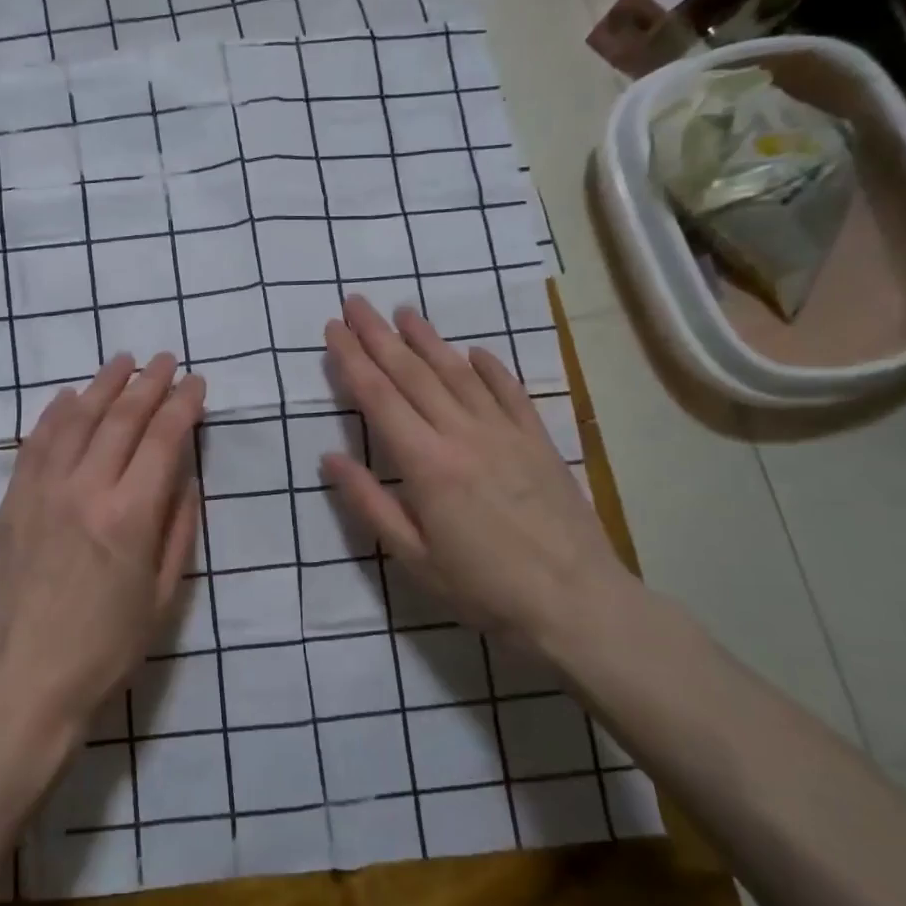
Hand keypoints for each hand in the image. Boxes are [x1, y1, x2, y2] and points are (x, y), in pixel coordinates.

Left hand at [0, 353, 204, 745]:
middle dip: (148, 384)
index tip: (197, 384)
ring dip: (102, 386)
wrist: (21, 683)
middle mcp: (85, 489)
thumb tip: (185, 478)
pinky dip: (54, 414)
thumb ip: (178, 529)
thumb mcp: (164, 598)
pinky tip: (68, 398)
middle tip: (165, 360)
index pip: (163, 439)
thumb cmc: (104, 650)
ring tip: (121, 362)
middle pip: (121, 419)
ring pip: (76, 420)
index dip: (183, 405)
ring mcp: (42, 491)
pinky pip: (35, 443)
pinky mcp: (11, 502)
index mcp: (130, 515)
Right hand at [321, 296, 634, 650]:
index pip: (379, 398)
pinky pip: (510, 392)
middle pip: (413, 374)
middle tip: (356, 303)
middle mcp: (463, 434)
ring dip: (428, 339)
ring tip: (404, 312)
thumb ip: (369, 503)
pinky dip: (490, 367)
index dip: (352, 360)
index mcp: (427, 464)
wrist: (576, 602)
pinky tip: (474, 350)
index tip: (333, 330)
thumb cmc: (484, 588)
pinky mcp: (537, 440)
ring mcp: (505, 433)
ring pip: (458, 373)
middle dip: (379, 336)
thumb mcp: (413, 557)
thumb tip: (329, 457)